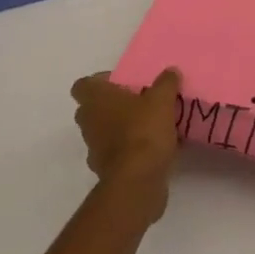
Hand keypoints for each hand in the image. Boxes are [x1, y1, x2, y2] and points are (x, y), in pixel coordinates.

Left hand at [71, 68, 182, 216]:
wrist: (137, 181)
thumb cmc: (143, 131)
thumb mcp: (162, 100)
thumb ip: (166, 83)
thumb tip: (171, 72)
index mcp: (95, 99)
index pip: (83, 85)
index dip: (99, 82)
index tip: (121, 83)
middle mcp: (89, 122)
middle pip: (92, 108)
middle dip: (111, 105)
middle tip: (136, 102)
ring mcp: (94, 149)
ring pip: (103, 132)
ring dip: (119, 129)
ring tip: (148, 126)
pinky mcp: (105, 171)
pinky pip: (115, 154)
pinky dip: (128, 151)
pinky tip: (151, 150)